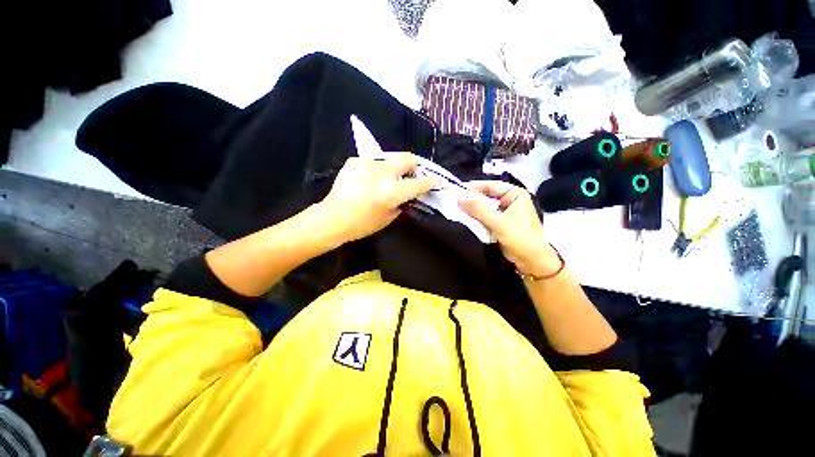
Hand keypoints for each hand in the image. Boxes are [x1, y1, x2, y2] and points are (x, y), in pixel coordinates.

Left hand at [318, 153, 436, 243]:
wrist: (333, 218)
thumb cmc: (362, 224)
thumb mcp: (388, 218)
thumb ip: (402, 203)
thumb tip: (407, 194)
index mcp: (392, 192)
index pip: (419, 183)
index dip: (431, 182)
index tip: (437, 181)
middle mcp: (383, 174)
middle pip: (407, 158)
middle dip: (414, 166)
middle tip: (410, 174)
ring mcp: (368, 164)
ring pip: (390, 156)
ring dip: (394, 166)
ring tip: (387, 176)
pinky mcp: (356, 160)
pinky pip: (373, 160)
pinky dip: (376, 168)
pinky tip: (369, 178)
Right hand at [459, 181, 559, 276]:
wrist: (532, 261)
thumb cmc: (519, 237)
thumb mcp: (498, 222)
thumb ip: (478, 209)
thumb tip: (459, 199)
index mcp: (515, 194)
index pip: (492, 185)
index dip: (475, 187)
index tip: (457, 188)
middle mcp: (511, 201)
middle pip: (487, 196)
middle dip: (472, 200)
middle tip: (455, 200)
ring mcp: (506, 213)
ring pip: (485, 208)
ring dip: (473, 210)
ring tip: (457, 209)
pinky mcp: (501, 224)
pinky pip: (486, 217)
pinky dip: (477, 218)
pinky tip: (466, 219)